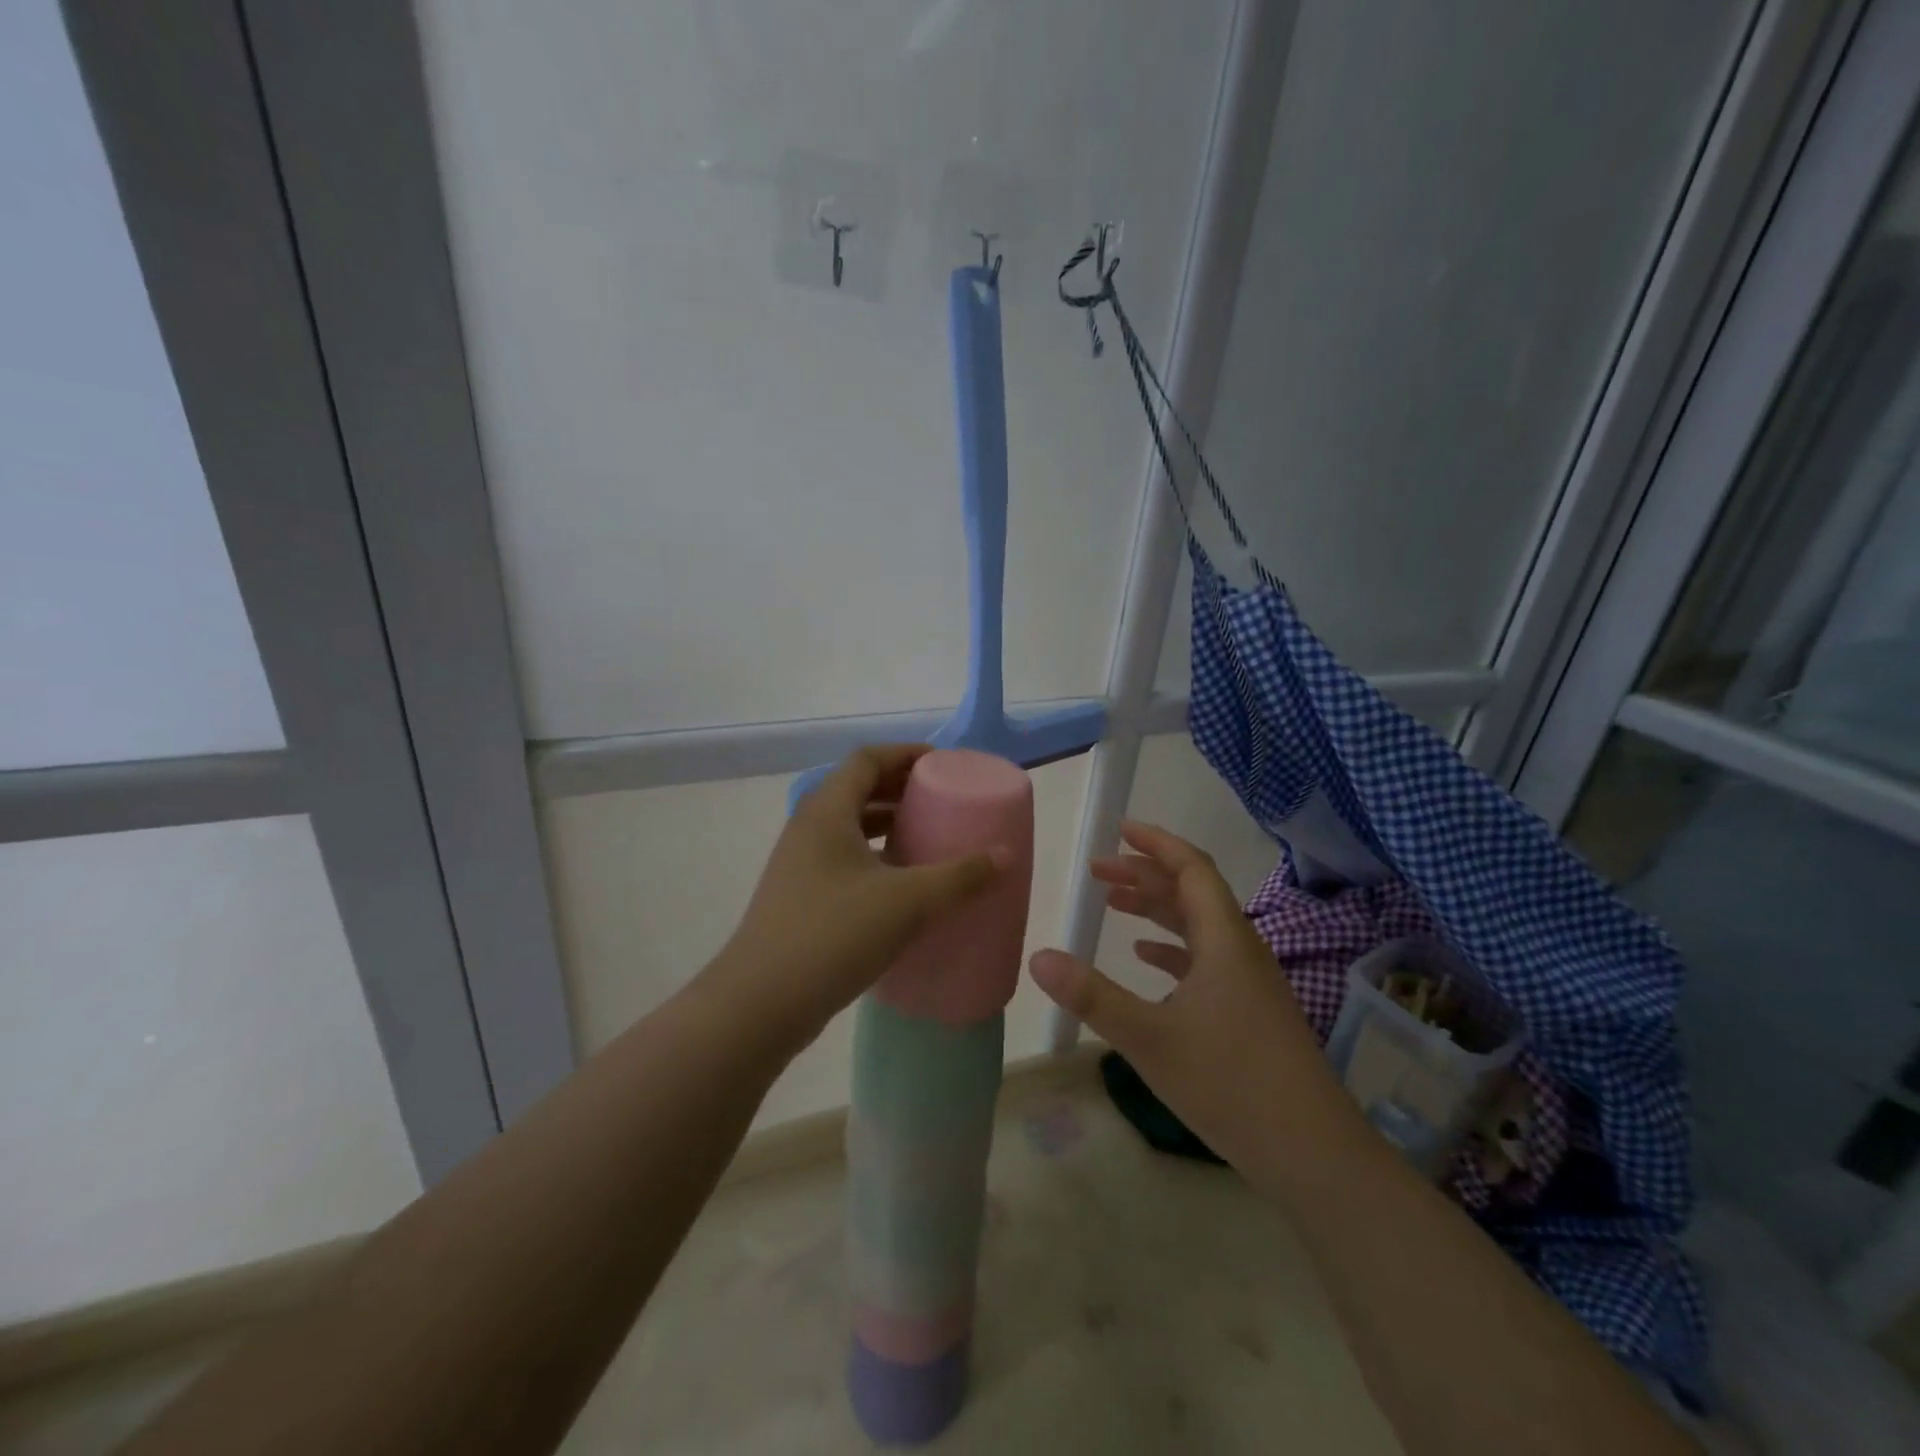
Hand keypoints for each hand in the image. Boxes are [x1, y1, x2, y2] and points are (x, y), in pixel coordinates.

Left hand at [707, 745, 1005, 1053]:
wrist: (760, 1005)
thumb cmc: (833, 935)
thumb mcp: (907, 902)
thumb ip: (960, 876)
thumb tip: (1006, 854)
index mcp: (827, 812)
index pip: (867, 759)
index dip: (905, 753)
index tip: (942, 764)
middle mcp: (808, 829)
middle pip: (857, 789)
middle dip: (900, 788)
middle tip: (942, 799)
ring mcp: (799, 865)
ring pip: (849, 827)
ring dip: (887, 824)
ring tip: (927, 838)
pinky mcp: (799, 898)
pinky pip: (842, 859)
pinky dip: (874, 857)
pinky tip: (900, 886)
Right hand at [1028, 820, 1337, 1170]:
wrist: (1312, 1152)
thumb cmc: (1230, 1084)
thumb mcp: (1149, 1038)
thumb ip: (1091, 996)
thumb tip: (1038, 957)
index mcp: (1224, 940)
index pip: (1191, 869)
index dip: (1156, 844)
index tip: (1119, 830)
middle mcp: (1240, 949)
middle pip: (1192, 892)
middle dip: (1144, 874)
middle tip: (1098, 871)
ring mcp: (1248, 981)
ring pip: (1198, 926)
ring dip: (1157, 909)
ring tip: (1114, 903)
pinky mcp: (1249, 1009)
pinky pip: (1205, 959)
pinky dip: (1172, 948)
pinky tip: (1147, 958)